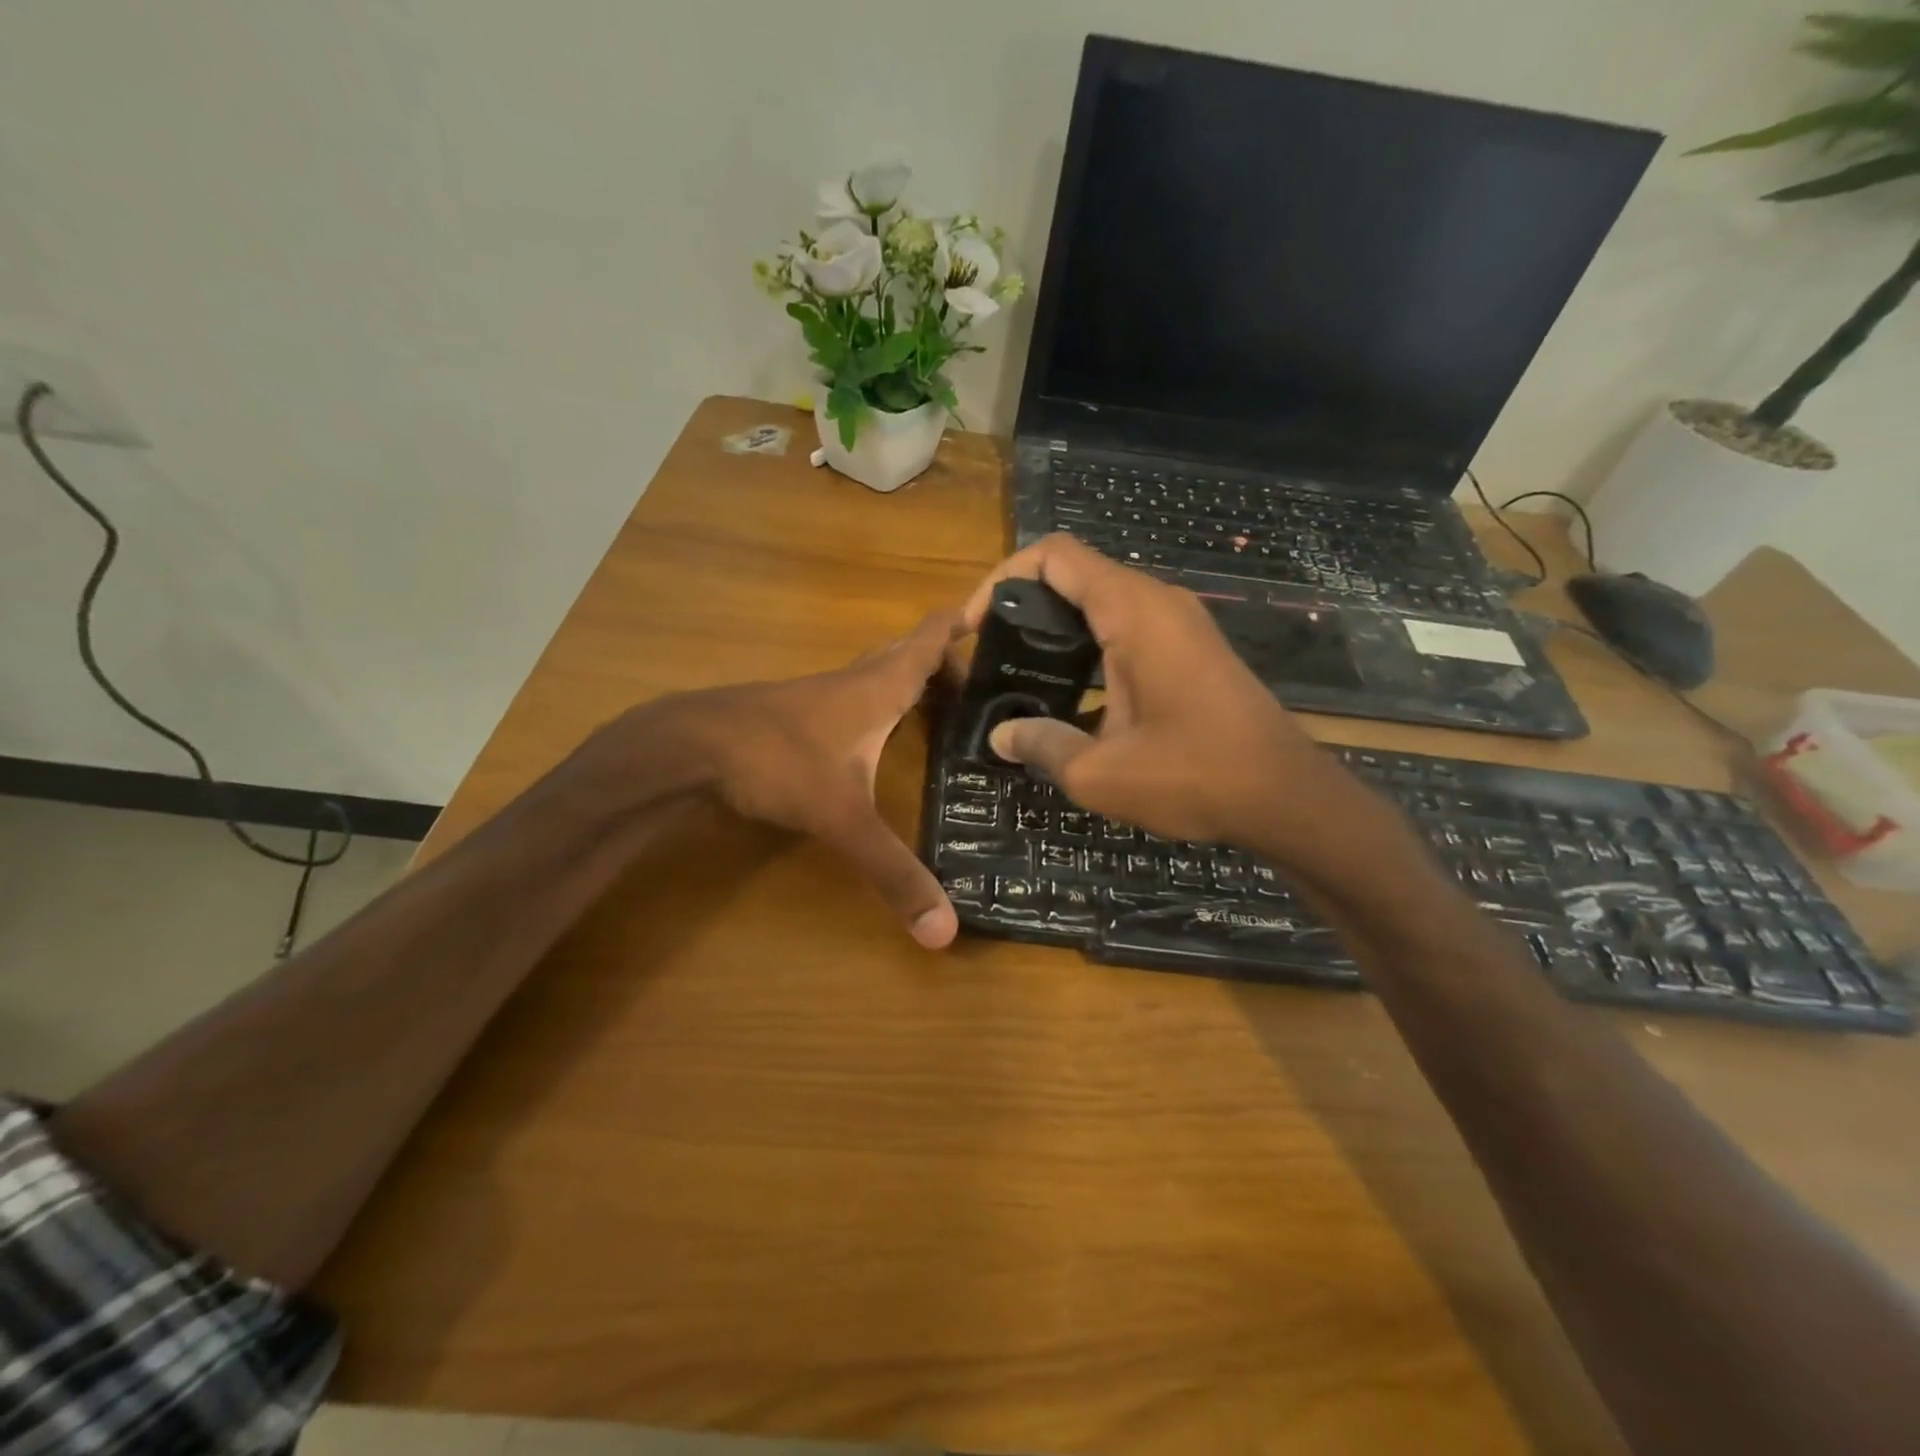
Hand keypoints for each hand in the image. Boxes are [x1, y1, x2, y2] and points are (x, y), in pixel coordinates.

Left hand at [635, 612, 962, 948]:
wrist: (689, 745)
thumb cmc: (778, 762)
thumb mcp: (843, 819)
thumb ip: (893, 872)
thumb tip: (944, 933)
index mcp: (879, 688)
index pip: (931, 638)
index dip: (965, 623)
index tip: (1002, 616)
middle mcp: (854, 681)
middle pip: (908, 652)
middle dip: (945, 659)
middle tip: (984, 682)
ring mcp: (820, 694)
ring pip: (877, 672)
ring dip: (909, 678)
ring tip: (943, 704)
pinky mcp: (795, 711)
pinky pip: (852, 694)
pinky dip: (877, 701)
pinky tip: (876, 731)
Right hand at [964, 535, 1374, 863]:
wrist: (1287, 797)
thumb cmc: (1194, 775)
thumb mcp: (1098, 772)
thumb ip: (1041, 745)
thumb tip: (1001, 736)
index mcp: (1132, 611)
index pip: (1054, 554)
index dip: (1003, 578)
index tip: (976, 626)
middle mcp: (1158, 602)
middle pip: (1076, 572)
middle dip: (1025, 604)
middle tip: (994, 654)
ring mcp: (1181, 623)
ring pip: (1103, 599)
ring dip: (1058, 626)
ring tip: (1024, 673)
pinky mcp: (1193, 648)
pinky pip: (1129, 625)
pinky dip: (1090, 643)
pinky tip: (1074, 694)